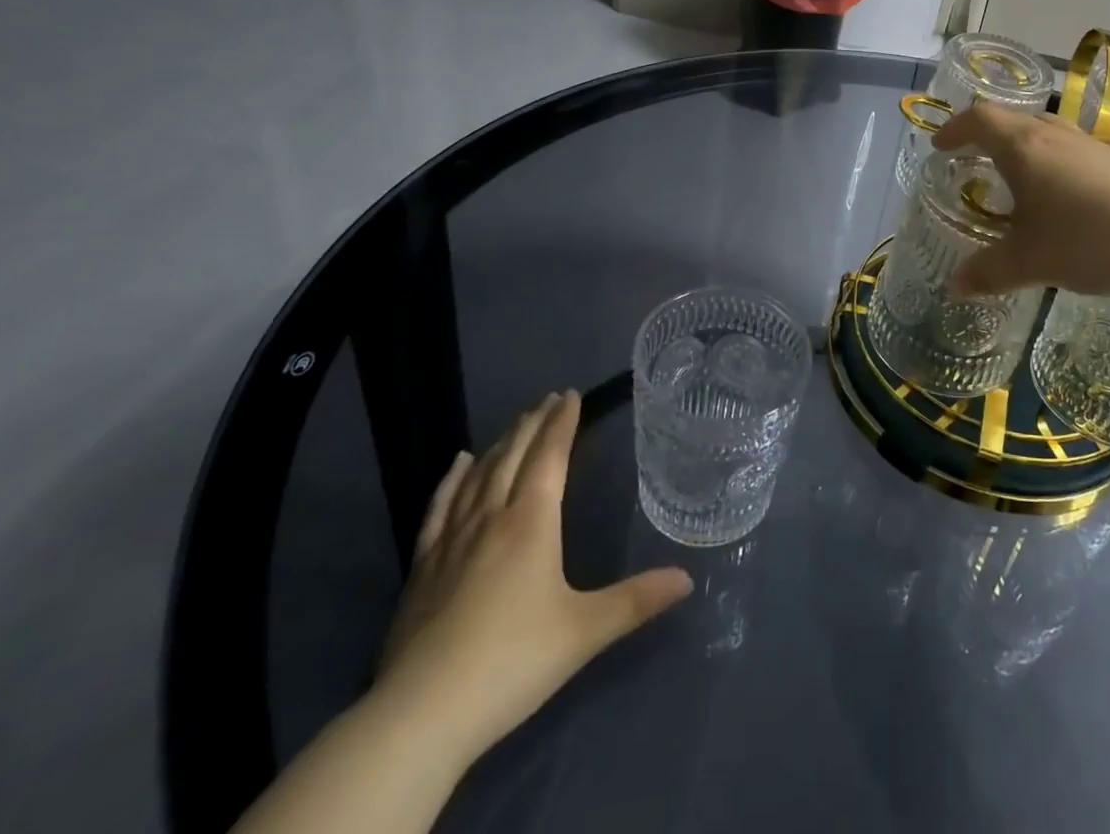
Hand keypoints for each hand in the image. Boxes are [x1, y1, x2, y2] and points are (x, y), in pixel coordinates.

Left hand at [373, 392, 692, 765]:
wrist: (422, 714)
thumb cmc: (513, 662)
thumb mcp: (584, 631)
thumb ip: (636, 600)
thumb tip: (688, 578)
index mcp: (531, 522)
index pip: (550, 456)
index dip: (561, 423)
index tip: (570, 395)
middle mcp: (492, 518)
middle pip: (513, 456)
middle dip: (533, 424)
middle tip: (548, 399)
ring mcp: (452, 540)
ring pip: (480, 476)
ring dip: (500, 444)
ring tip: (515, 423)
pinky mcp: (423, 567)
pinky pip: (441, 507)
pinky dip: (452, 480)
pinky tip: (459, 463)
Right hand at [933, 105, 1109, 343]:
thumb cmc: (1085, 239)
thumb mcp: (1028, 261)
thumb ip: (987, 272)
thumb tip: (955, 288)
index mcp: (1023, 147)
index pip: (980, 119)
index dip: (955, 129)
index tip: (941, 146)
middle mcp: (1054, 136)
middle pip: (1014, 119)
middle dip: (988, 135)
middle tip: (974, 159)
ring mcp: (1091, 146)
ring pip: (1047, 132)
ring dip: (1023, 146)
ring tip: (1016, 178)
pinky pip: (1072, 151)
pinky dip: (1053, 163)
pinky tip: (1061, 199)